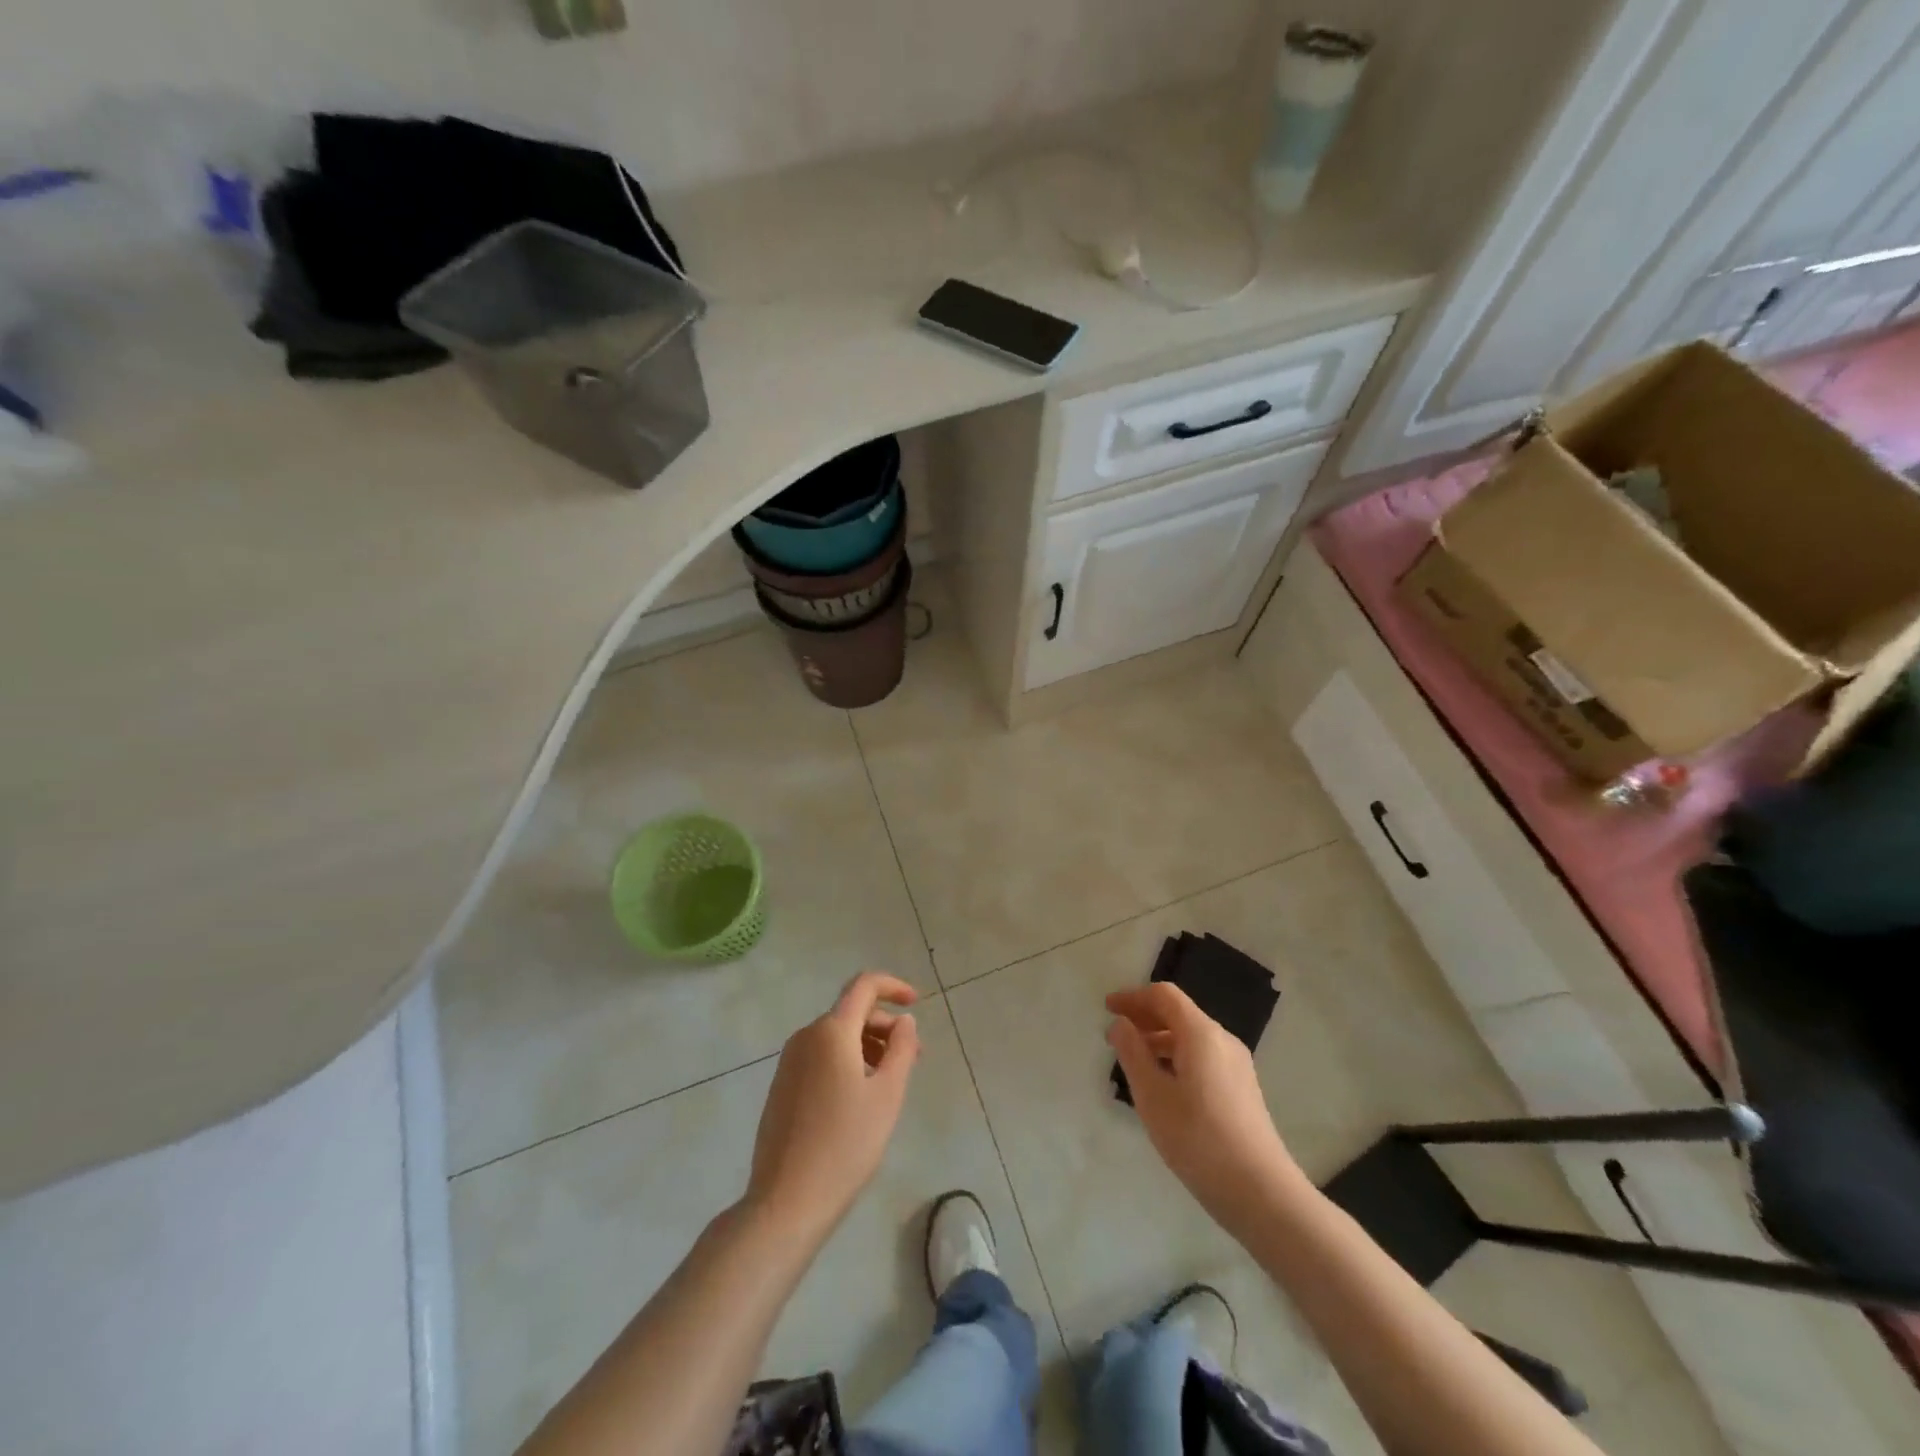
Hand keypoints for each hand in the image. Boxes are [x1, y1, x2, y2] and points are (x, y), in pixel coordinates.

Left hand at [744, 972, 920, 1242]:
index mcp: (831, 1032)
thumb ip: (901, 1049)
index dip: (893, 986)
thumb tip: (904, 1020)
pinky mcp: (782, 1087)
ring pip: (836, 1037)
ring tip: (890, 1081)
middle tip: (913, 1058)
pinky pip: (820, 1057)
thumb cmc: (845, 1144)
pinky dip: (846, 1062)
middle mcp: (805, 1037)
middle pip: (851, 1013)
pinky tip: (860, 1097)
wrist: (786, 1201)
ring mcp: (789, 1063)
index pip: (863, 986)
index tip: (915, 1002)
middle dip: (885, 1026)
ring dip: (867, 1046)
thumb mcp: (887, 1095)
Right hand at [1107, 983, 1301, 1235]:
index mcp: (1201, 1034)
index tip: (1107, 1008)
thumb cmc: (1198, 1139)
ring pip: (1192, 1037)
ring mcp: (1237, 1065)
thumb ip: (1132, 1053)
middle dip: (1145, 1017)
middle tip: (1115, 1034)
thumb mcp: (1152, 1095)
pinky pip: (1203, 1057)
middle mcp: (1223, 1040)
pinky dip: (1177, 1057)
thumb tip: (1121, 1023)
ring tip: (1134, 1061)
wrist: (1261, 1193)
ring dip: (1160, 1039)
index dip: (1133, 997)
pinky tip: (1163, 1085)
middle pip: (1179, 1013)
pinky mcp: (1242, 1089)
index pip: (1164, 996)